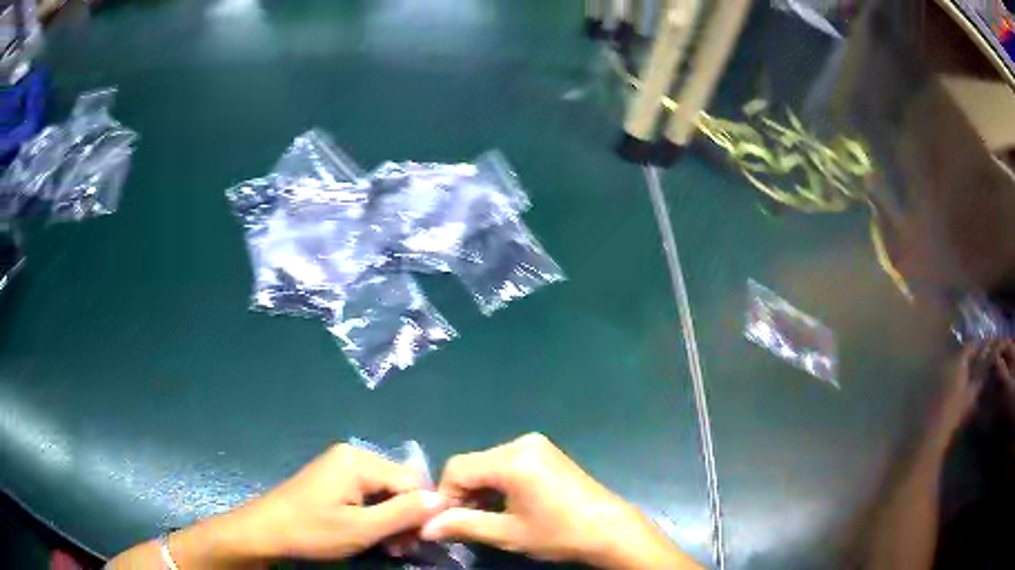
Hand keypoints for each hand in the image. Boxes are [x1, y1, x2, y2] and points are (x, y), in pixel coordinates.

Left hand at [229, 443, 446, 559]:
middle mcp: (352, 455)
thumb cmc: (311, 531)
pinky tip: (371, 534)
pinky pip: (368, 494)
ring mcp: (341, 466)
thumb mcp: (361, 528)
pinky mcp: (333, 479)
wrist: (264, 532)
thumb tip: (443, 499)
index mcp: (358, 460)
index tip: (413, 542)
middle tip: (399, 548)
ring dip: (391, 520)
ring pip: (385, 492)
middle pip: (399, 485)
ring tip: (387, 547)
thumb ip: (403, 513)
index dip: (420, 512)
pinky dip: (375, 516)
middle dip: (405, 518)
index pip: (412, 481)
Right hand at [420, 434, 697, 568]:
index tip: (450, 522)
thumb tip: (425, 527)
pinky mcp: (546, 452)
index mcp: (512, 459)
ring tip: (489, 518)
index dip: (446, 496)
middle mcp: (521, 443)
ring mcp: (537, 445)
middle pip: (472, 464)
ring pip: (488, 464)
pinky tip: (507, 505)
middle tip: (469, 523)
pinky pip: (507, 463)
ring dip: (480, 489)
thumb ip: (463, 525)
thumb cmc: (559, 533)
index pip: (457, 468)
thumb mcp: (507, 533)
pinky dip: (498, 483)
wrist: (610, 530)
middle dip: (463, 493)